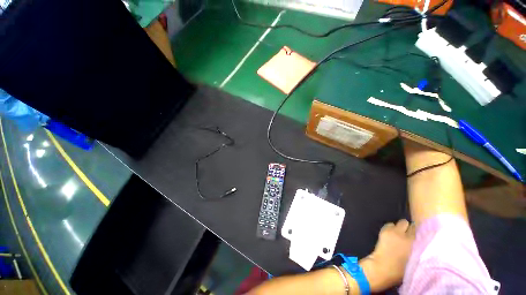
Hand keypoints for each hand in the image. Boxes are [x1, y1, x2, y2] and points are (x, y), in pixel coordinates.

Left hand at [360, 219, 415, 291]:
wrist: (383, 268)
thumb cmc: (400, 269)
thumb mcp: (417, 260)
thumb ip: (420, 250)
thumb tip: (421, 242)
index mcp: (420, 246)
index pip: (424, 232)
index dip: (421, 233)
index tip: (420, 234)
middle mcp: (410, 236)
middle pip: (414, 226)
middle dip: (411, 229)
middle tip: (408, 234)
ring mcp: (397, 232)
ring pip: (403, 222)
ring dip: (401, 227)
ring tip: (399, 233)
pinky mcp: (386, 230)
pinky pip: (390, 224)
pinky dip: (390, 228)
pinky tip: (390, 234)